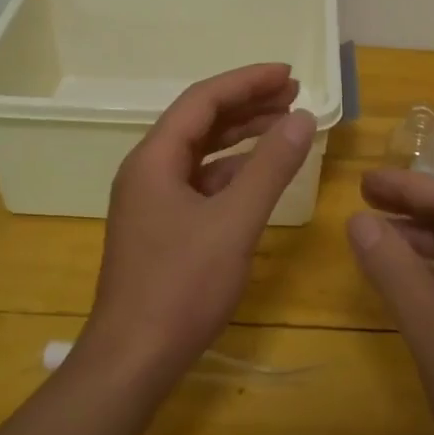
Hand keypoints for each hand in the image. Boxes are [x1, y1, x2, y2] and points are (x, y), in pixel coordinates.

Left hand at [87, 64, 315, 381]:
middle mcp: (148, 170)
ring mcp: (152, 200)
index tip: (289, 73)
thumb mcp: (234, 223)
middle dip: (247, 104)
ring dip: (242, 136)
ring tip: (285, 124)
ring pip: (202, 152)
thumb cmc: (181, 287)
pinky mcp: (162, 226)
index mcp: (154, 158)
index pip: (203, 100)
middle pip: (201, 121)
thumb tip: (301, 118)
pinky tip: (261, 174)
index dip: (247, 81)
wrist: (133, 360)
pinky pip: (201, 182)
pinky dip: (232, 171)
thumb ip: (270, 167)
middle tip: (294, 93)